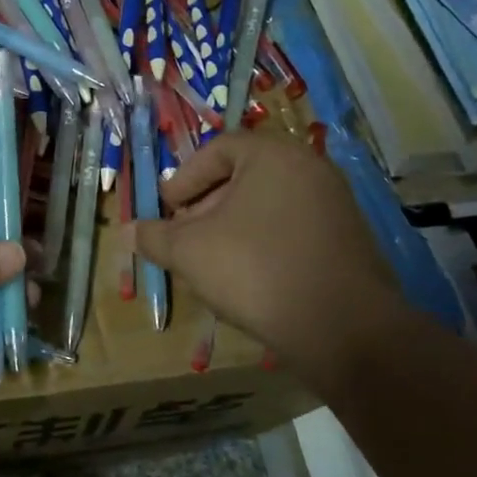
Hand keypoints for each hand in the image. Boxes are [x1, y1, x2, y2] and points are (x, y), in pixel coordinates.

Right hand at [133, 134, 406, 390]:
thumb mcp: (189, 252)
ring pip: (267, 204)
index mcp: (273, 156)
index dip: (184, 178)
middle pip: (243, 175)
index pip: (218, 149)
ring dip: (231, 226)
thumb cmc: (256, 270)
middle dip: (205, 204)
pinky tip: (248, 277)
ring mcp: (335, 204)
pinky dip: (262, 242)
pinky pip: (292, 227)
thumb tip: (128, 232)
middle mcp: (310, 169)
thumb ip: (155, 236)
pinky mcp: (347, 239)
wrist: (344, 328)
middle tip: (184, 235)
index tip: (167, 208)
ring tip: (210, 260)